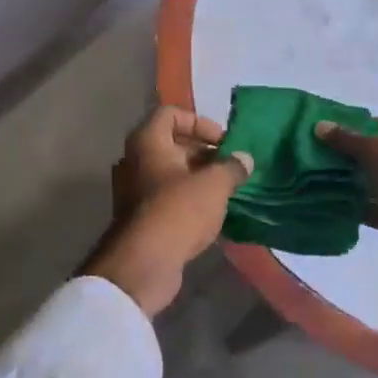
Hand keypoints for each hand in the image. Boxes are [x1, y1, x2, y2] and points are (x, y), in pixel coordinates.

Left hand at [85, 106, 252, 316]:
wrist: (143, 263)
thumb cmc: (178, 211)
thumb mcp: (214, 185)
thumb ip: (232, 167)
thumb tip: (244, 159)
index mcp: (147, 141)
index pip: (171, 113)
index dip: (199, 122)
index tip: (222, 143)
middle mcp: (134, 160)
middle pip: (172, 144)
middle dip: (204, 153)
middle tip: (230, 167)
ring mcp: (133, 190)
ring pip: (170, 172)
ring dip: (198, 177)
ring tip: (225, 190)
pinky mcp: (139, 216)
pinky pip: (166, 196)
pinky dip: (187, 199)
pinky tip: (211, 213)